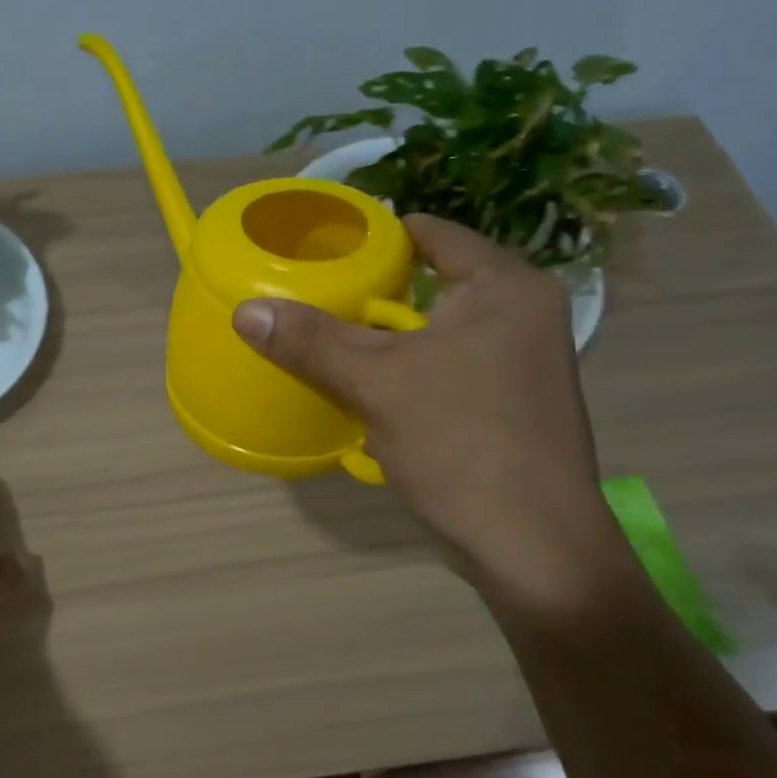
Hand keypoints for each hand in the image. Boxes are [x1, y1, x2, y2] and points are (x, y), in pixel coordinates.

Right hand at [232, 215, 627, 610]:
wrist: (530, 543)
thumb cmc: (462, 444)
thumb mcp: (377, 384)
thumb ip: (312, 341)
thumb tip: (246, 310)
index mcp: (505, 287)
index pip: (432, 233)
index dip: (374, 236)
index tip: (322, 248)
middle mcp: (521, 313)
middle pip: (430, 282)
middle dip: (372, 292)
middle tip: (314, 295)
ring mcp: (520, 361)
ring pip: (435, 330)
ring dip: (386, 337)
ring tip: (329, 337)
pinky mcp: (508, 403)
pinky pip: (446, 367)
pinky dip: (407, 370)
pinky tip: (366, 387)